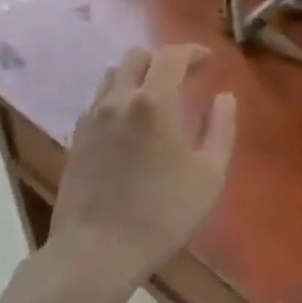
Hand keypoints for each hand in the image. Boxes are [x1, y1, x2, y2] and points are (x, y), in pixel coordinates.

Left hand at [52, 44, 236, 284]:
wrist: (96, 251)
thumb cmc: (161, 215)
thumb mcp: (209, 176)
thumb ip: (221, 129)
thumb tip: (224, 97)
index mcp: (153, 102)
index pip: (171, 56)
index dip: (192, 52)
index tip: (208, 61)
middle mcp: (118, 98)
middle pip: (137, 57)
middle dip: (163, 59)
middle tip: (184, 78)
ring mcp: (92, 117)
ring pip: (114, 75)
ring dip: (138, 75)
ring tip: (156, 97)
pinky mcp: (77, 137)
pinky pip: (99, 100)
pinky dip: (119, 97)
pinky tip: (130, 123)